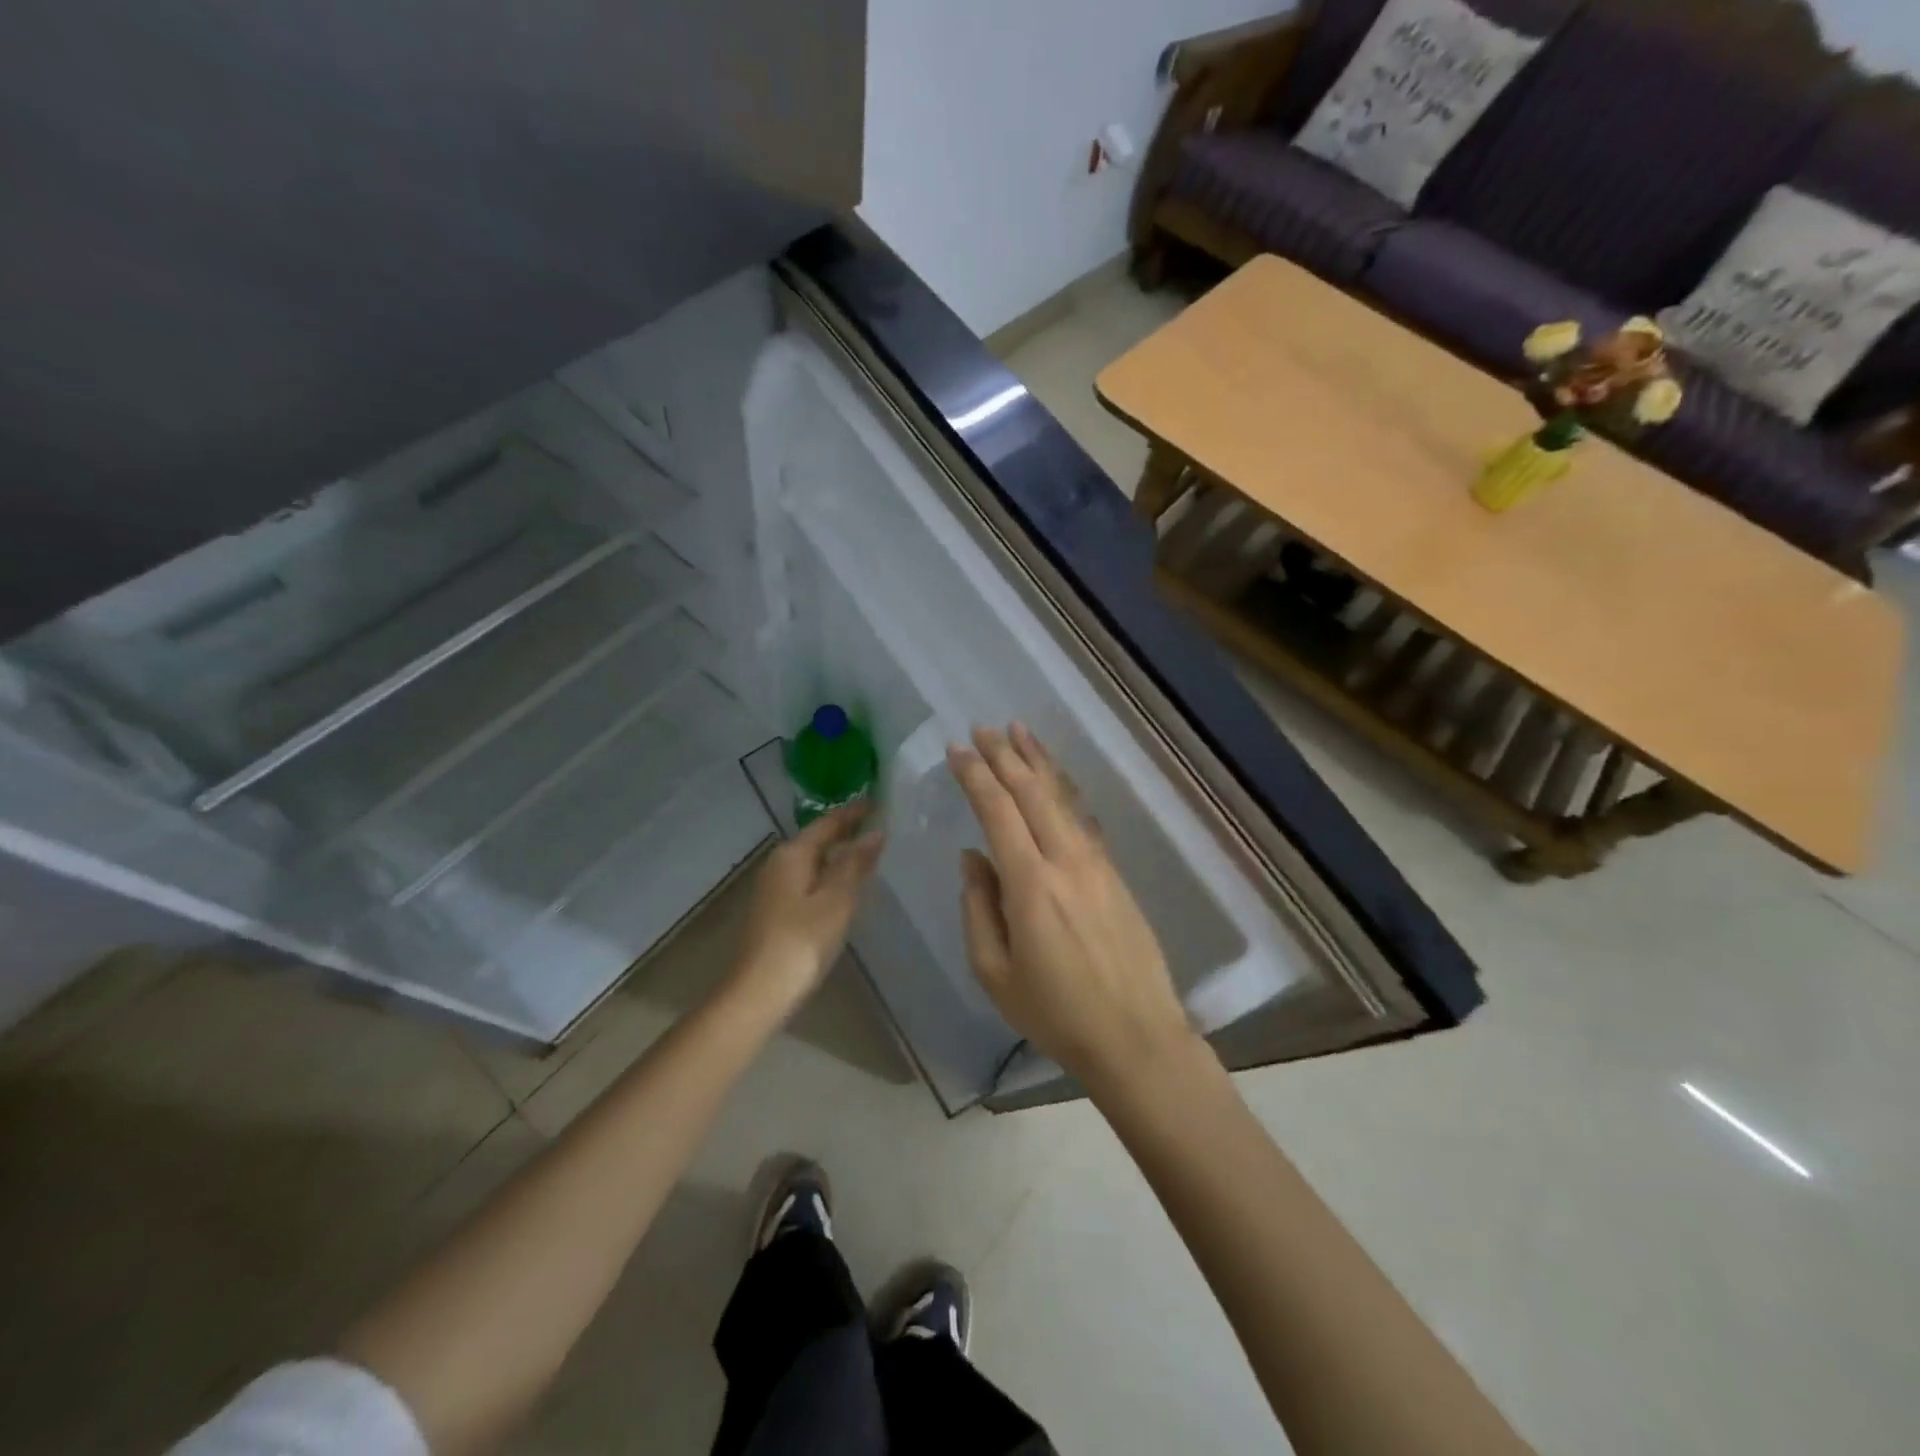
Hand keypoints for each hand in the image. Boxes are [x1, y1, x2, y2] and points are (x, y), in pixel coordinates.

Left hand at [732, 803, 884, 1013]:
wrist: (759, 992)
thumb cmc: (802, 941)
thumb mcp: (837, 900)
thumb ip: (855, 864)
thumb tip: (874, 833)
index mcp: (793, 854)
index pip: (828, 823)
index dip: (854, 813)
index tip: (880, 803)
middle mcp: (778, 864)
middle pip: (817, 840)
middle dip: (846, 833)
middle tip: (881, 827)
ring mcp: (773, 889)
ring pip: (812, 862)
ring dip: (838, 857)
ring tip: (870, 855)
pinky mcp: (774, 912)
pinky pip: (807, 882)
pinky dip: (828, 878)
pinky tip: (845, 889)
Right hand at [947, 724, 1196, 1089]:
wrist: (1135, 1035)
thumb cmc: (1055, 1012)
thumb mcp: (995, 972)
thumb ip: (978, 907)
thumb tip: (973, 857)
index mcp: (1030, 884)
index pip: (998, 811)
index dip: (976, 776)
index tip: (957, 749)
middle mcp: (1065, 860)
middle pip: (1032, 792)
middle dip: (1005, 756)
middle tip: (982, 729)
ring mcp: (1096, 863)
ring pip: (1063, 797)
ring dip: (1039, 761)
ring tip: (1019, 731)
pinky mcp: (1114, 873)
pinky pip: (1082, 817)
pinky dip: (1065, 789)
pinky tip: (1056, 778)